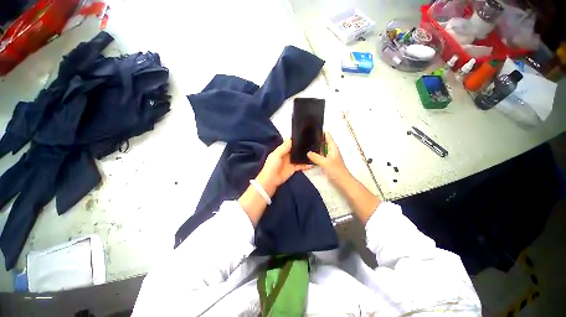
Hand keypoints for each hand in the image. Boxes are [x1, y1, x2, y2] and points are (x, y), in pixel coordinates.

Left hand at [255, 140, 310, 196]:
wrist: (271, 180)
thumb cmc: (272, 165)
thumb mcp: (277, 155)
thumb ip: (284, 147)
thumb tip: (290, 139)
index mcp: (281, 150)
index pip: (289, 144)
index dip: (295, 140)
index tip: (303, 136)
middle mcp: (286, 155)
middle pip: (295, 150)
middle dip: (301, 147)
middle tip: (311, 143)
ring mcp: (290, 162)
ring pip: (299, 157)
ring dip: (304, 155)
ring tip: (313, 152)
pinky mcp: (293, 169)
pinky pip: (301, 165)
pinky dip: (306, 165)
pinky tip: (312, 164)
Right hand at [307, 132, 349, 182]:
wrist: (342, 181)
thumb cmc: (336, 170)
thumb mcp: (325, 163)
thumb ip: (316, 157)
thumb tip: (308, 152)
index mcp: (332, 147)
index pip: (327, 136)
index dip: (321, 132)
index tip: (311, 129)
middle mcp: (330, 150)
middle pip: (323, 142)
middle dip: (316, 139)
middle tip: (305, 137)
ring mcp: (328, 156)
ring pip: (321, 149)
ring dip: (315, 147)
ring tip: (305, 144)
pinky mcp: (326, 162)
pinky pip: (320, 155)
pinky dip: (315, 155)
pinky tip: (308, 155)